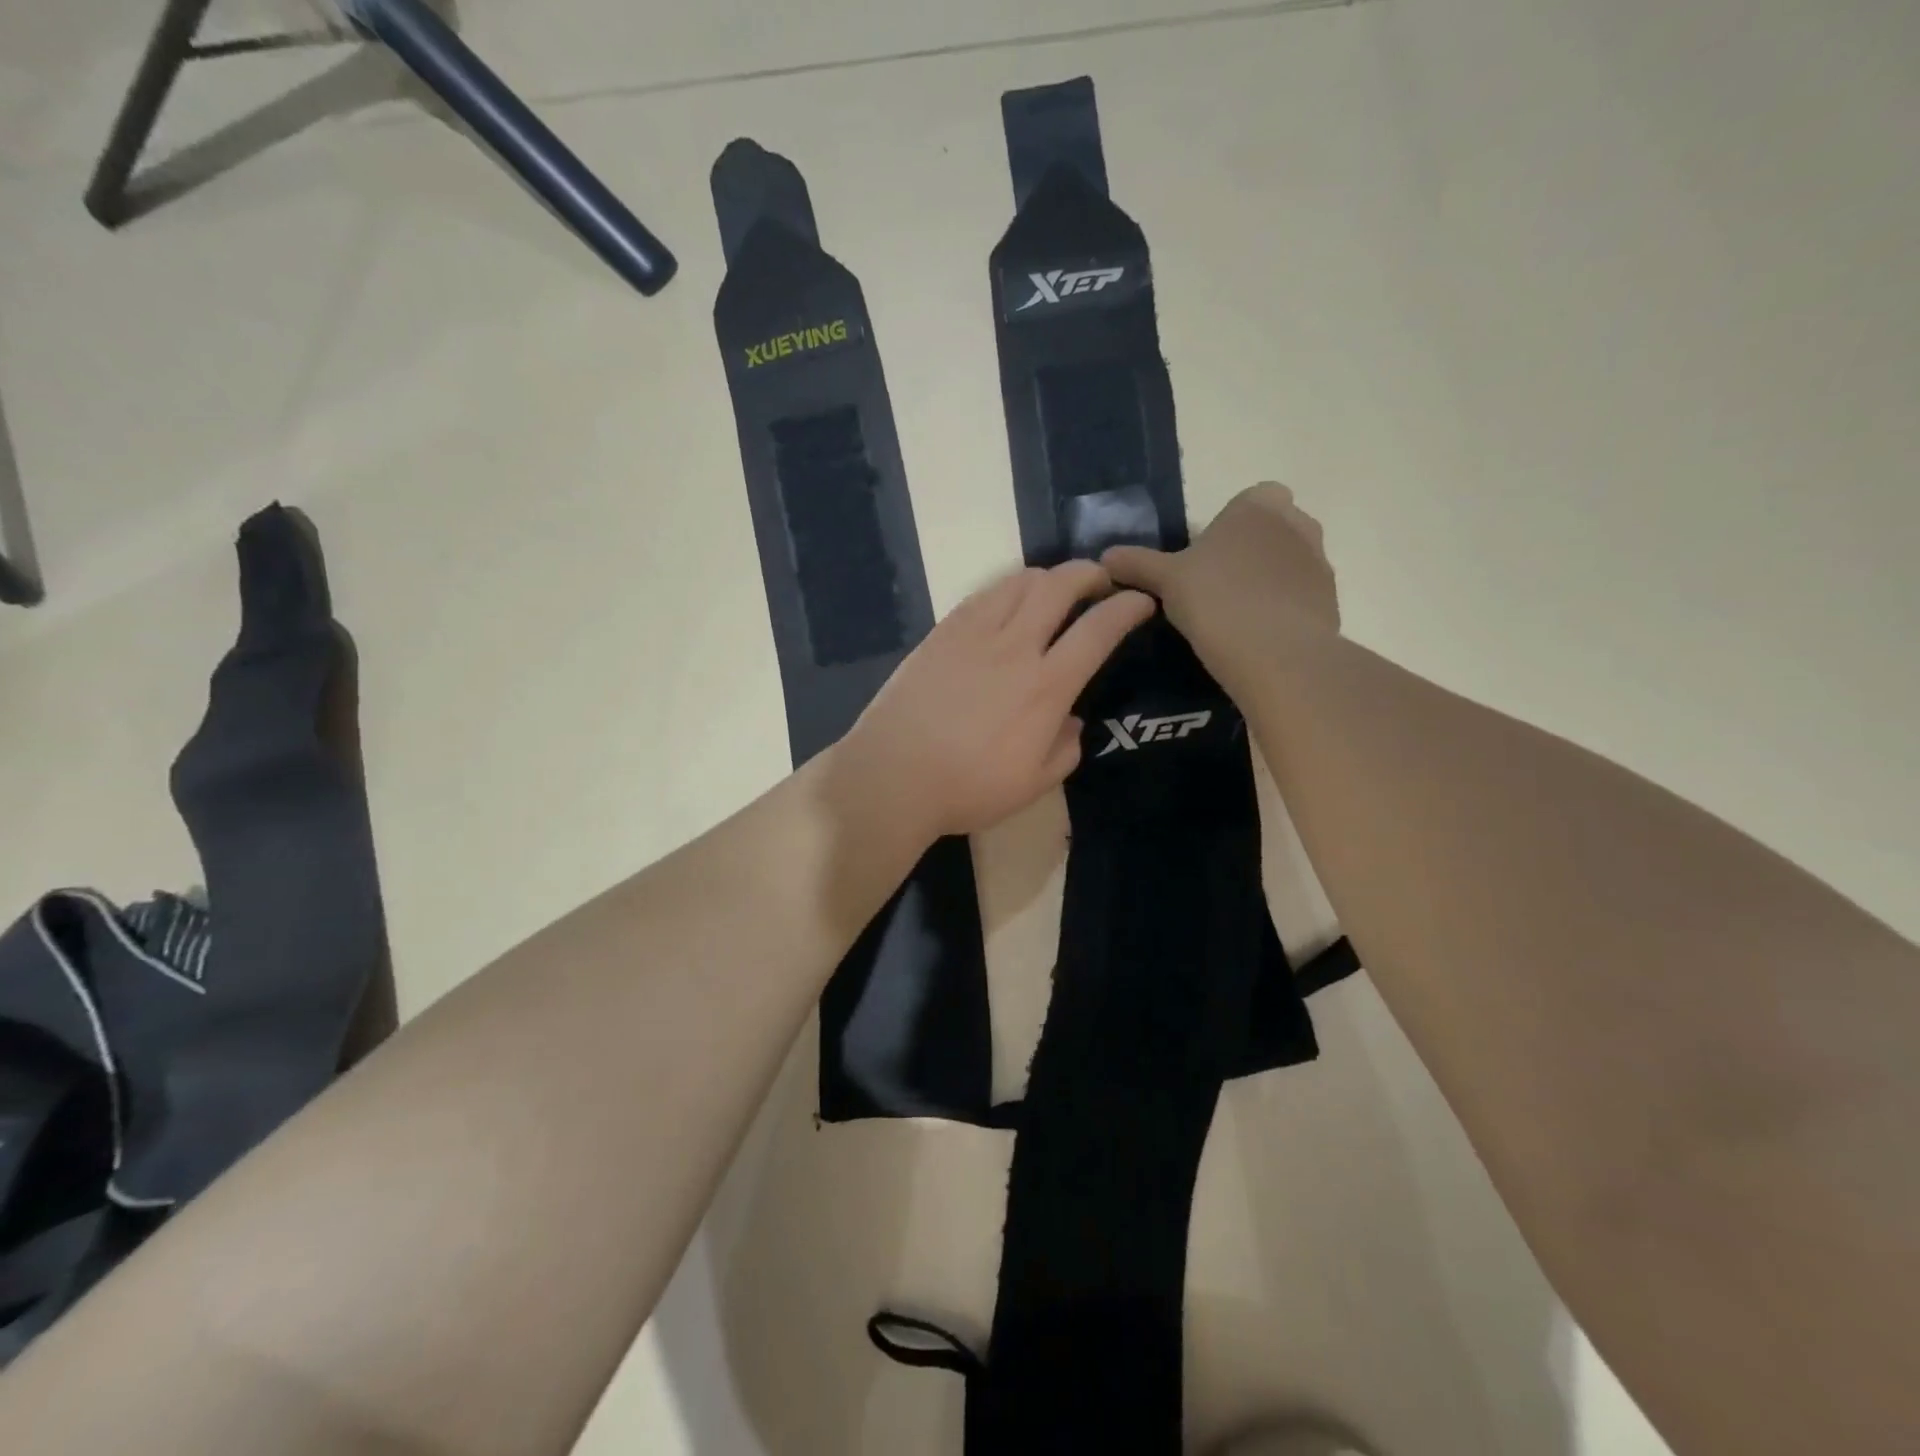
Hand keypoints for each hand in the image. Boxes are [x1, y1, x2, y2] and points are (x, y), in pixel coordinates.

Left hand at [839, 563, 1155, 840]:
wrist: (893, 775)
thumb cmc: (967, 788)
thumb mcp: (1033, 785)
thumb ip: (1064, 749)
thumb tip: (1069, 720)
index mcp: (1047, 687)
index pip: (1099, 630)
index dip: (1127, 608)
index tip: (1141, 602)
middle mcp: (1015, 647)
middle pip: (1061, 586)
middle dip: (1090, 573)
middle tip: (1100, 582)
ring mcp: (974, 634)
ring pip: (1020, 582)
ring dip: (1048, 577)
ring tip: (1055, 589)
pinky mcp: (942, 633)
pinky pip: (983, 594)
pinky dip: (1007, 588)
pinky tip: (1007, 603)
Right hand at [1103, 482, 1339, 647]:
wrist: (1274, 652)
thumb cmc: (1215, 599)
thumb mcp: (1165, 580)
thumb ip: (1137, 564)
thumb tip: (1104, 559)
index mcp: (1258, 504)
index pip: (1248, 501)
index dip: (1227, 527)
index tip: (1204, 559)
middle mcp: (1297, 523)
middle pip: (1271, 530)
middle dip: (1249, 552)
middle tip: (1215, 588)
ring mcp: (1319, 562)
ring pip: (1288, 563)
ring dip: (1267, 581)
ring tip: (1235, 617)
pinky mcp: (1331, 600)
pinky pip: (1300, 597)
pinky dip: (1282, 610)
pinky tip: (1257, 637)